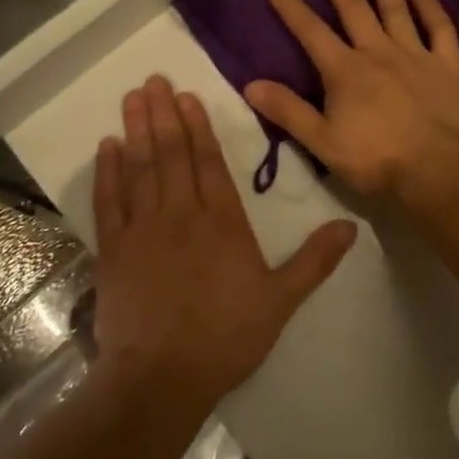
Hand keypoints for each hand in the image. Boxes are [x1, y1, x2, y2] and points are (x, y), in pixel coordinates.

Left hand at [91, 76, 355, 408]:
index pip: (209, 162)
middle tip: (154, 80)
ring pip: (142, 167)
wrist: (162, 378)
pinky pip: (110, 200)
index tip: (187, 97)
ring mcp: (145, 228)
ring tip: (134, 97)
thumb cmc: (225, 337)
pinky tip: (107, 145)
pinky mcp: (115, 249)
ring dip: (138, 130)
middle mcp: (182, 213)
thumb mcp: (281, 301)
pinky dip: (108, 171)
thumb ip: (314, 260)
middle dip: (164, 114)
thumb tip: (351, 226)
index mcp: (223, 221)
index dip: (198, 127)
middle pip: (173, 154)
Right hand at [245, 0, 458, 215]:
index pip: (309, 30)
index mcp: (345, 70)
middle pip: (353, 5)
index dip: (288, 3)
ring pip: (395, 7)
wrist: (440, 172)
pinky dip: (431, 7)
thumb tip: (251, 84)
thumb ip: (288, 112)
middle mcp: (378, 52)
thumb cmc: (378, 161)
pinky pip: (439, 29)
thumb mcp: (323, 143)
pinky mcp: (446, 66)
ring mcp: (415, 55)